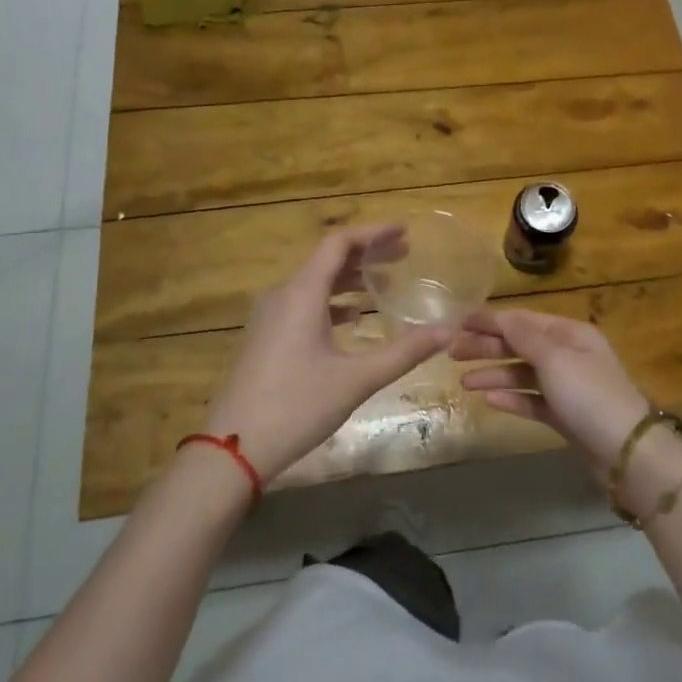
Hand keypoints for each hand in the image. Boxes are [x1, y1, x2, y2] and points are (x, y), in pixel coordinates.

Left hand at [204, 226, 454, 481]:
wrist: (233, 449)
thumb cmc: (296, 407)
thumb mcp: (356, 380)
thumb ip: (404, 352)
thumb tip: (449, 331)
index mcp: (302, 294)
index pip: (339, 243)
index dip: (373, 233)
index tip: (404, 232)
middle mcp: (283, 295)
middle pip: (327, 259)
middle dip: (367, 254)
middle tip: (404, 255)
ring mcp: (270, 316)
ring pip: (315, 283)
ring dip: (350, 279)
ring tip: (385, 285)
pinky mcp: (266, 337)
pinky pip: (304, 303)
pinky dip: (332, 301)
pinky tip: (353, 320)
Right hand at [453, 310, 650, 464]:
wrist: (627, 453)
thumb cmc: (590, 395)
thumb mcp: (555, 359)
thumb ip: (523, 336)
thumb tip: (500, 314)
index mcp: (570, 333)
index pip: (523, 320)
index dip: (490, 320)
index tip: (458, 323)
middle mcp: (569, 354)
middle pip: (521, 345)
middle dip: (487, 347)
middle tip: (452, 353)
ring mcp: (568, 386)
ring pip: (523, 374)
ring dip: (494, 374)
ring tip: (464, 383)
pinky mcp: (565, 415)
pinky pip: (532, 400)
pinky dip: (511, 398)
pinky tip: (488, 400)